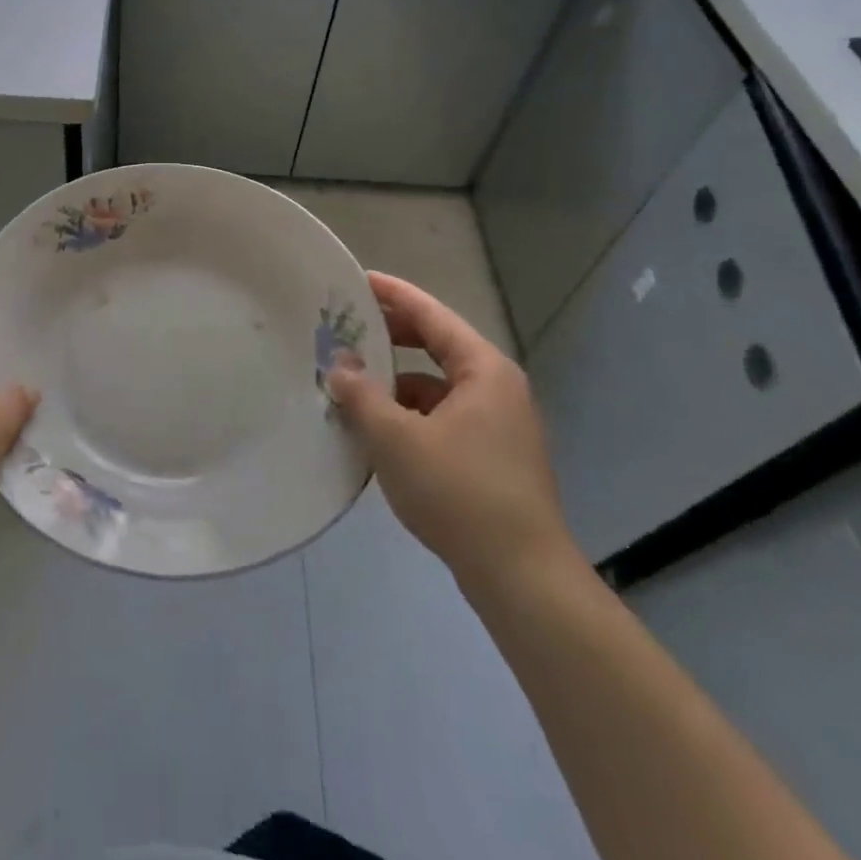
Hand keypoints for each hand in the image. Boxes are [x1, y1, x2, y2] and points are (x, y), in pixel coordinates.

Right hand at [328, 270, 576, 596]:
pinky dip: (409, 415)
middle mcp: (496, 388)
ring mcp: (498, 425)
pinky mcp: (492, 457)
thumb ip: (361, 394)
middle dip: (389, 338)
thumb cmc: (458, 493)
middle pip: (436, 346)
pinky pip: (442, 417)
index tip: (356, 281)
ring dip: (395, 383)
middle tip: (344, 331)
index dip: (392, 294)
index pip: (431, 315)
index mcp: (483, 370)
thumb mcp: (395, 438)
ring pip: (437, 386)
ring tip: (351, 387)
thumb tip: (339, 365)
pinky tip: (378, 432)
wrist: (521, 578)